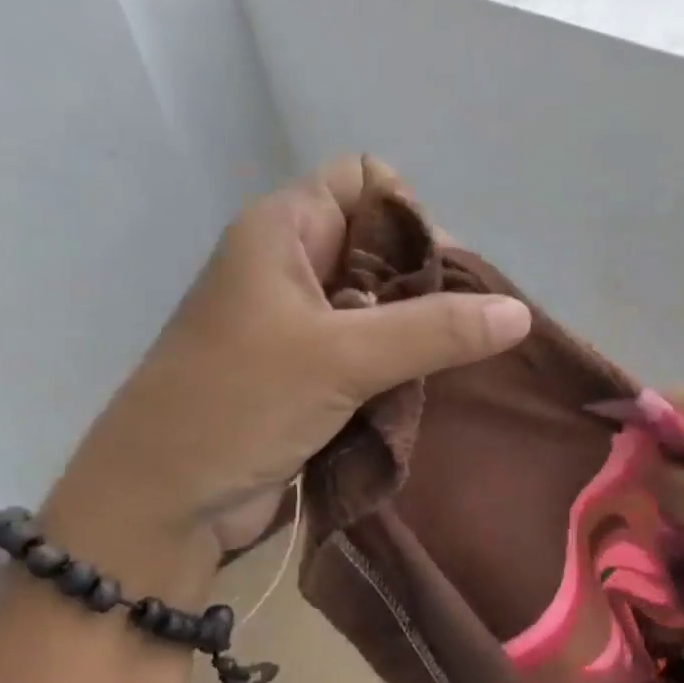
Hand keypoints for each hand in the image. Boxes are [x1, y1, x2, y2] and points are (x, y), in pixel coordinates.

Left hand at [42, 156, 530, 581]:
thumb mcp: (342, 357)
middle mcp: (290, 266)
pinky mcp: (304, 375)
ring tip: (446, 369)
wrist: (163, 502)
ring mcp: (296, 324)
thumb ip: (434, 330)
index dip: (408, 214)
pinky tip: (421, 393)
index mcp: (282, 231)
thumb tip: (520, 312)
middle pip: (380, 245)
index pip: (364, 180)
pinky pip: (368, 352)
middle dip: (425, 282)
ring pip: (378, 305)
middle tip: (458, 331)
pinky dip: (398, 368)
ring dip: (416, 334)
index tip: (438, 275)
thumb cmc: (238, 404)